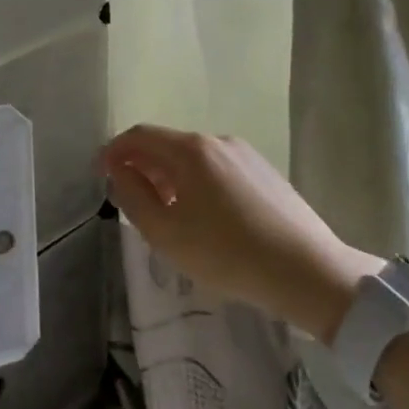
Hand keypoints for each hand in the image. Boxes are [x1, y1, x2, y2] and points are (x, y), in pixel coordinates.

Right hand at [100, 124, 378, 341]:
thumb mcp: (164, 232)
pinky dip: (196, 181)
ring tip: (167, 212)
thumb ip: (132, 195)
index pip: (138, 136)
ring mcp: (245, 154)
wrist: (309, 272)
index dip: (113, 151)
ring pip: (192, 157)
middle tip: (131, 198)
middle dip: (141, 165)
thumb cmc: (226, 253)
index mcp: (189, 150)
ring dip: (169, 175)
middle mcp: (216, 141)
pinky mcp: (265, 171)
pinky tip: (204, 215)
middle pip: (166, 143)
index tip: (100, 174)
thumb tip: (119, 170)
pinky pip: (217, 168)